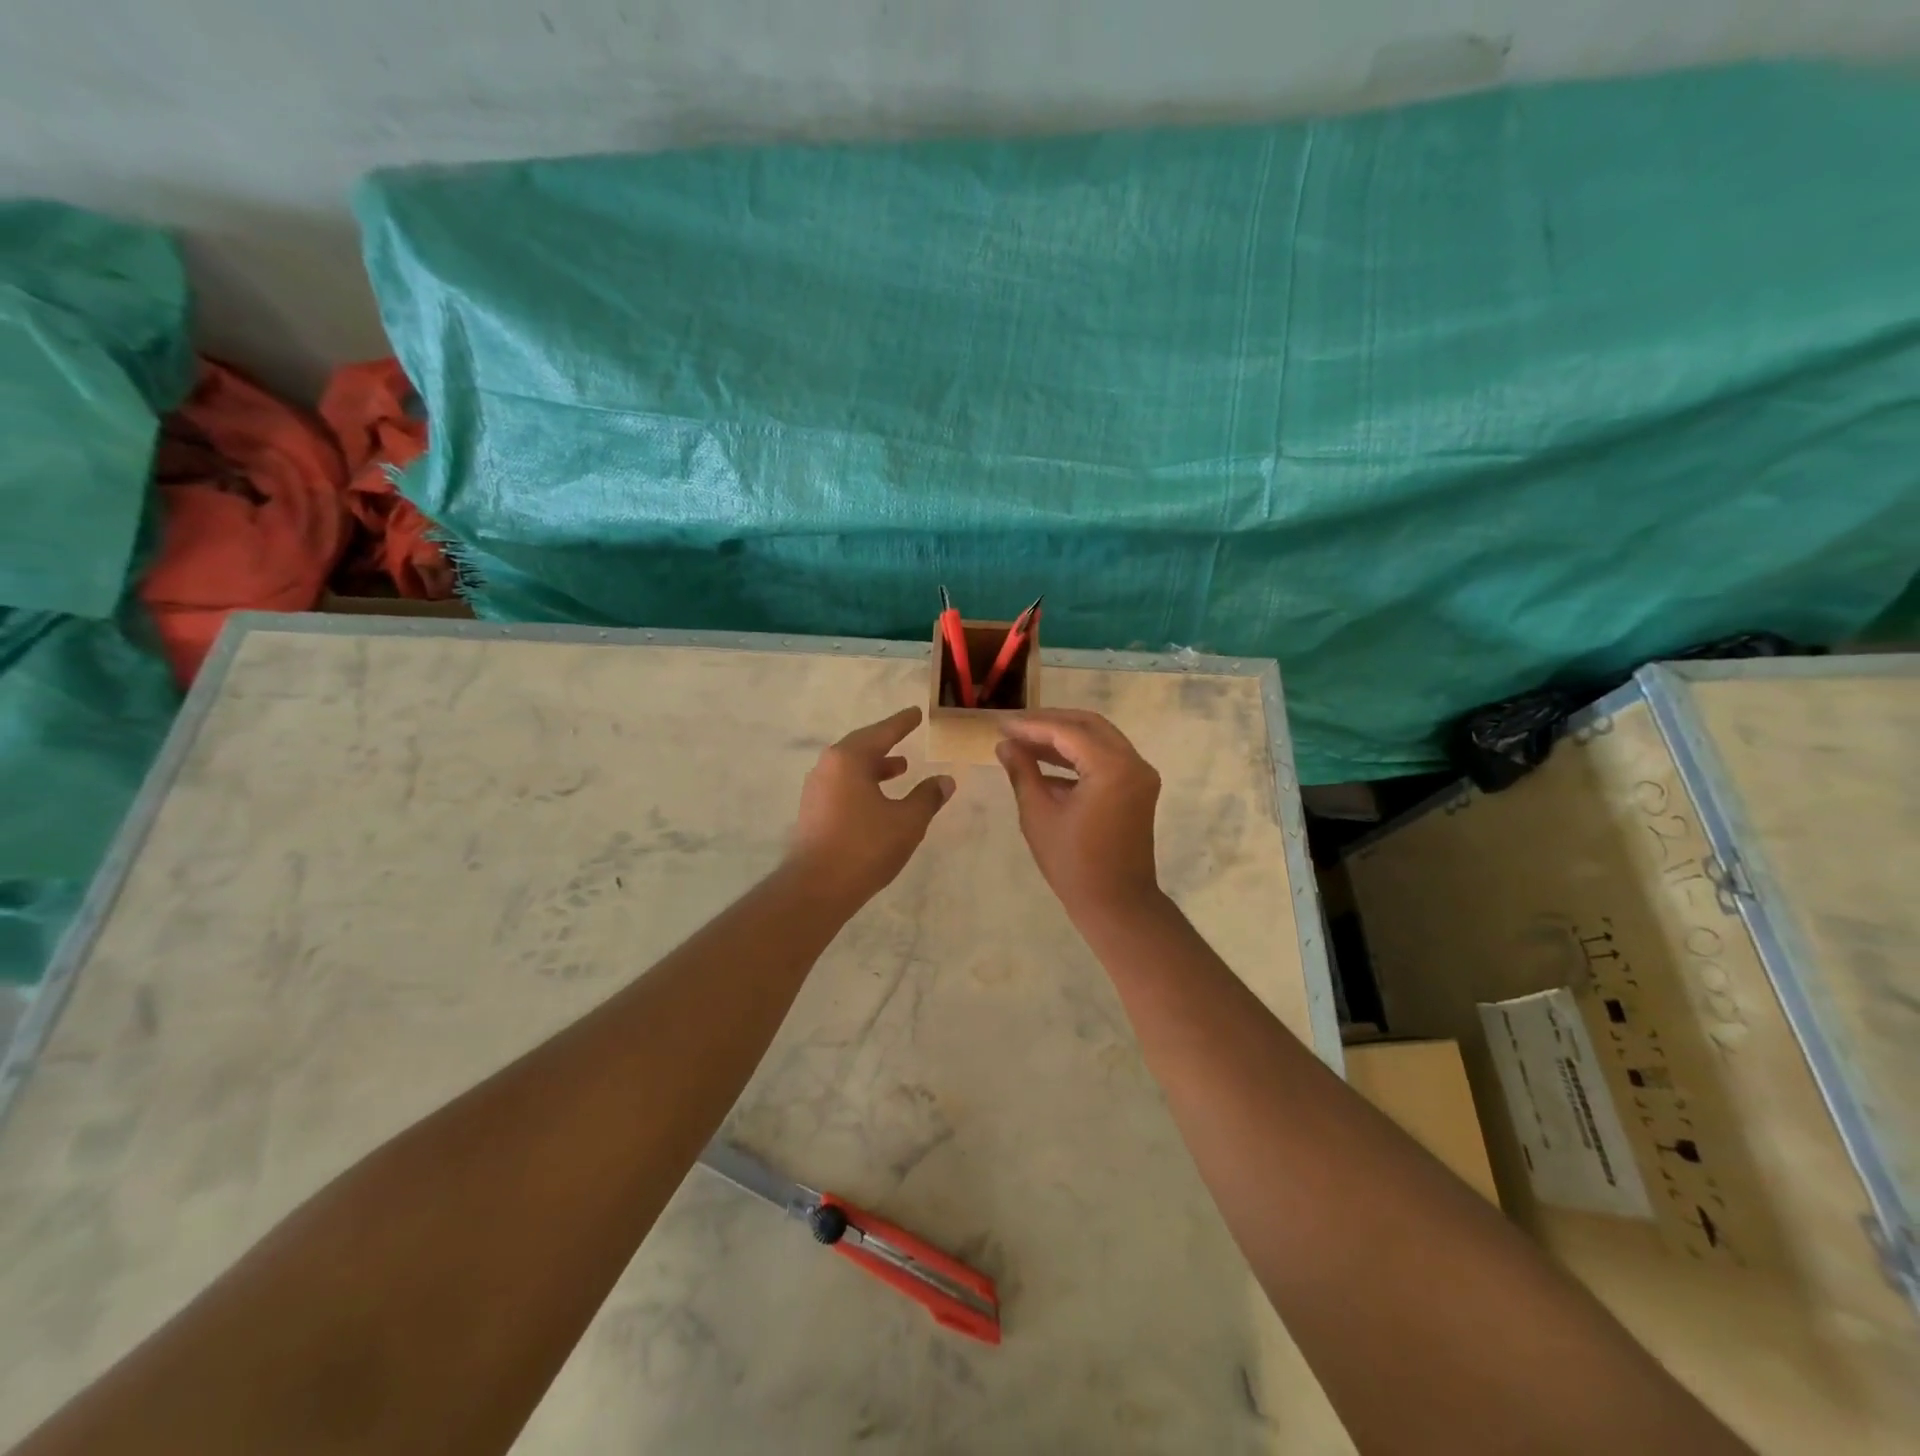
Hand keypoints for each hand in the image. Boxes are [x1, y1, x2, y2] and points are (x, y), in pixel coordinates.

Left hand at [788, 707, 954, 906]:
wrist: (817, 888)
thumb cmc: (865, 846)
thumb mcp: (907, 821)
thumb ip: (927, 797)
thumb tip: (945, 780)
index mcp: (848, 759)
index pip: (881, 733)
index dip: (902, 723)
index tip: (915, 713)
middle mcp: (827, 767)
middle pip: (861, 747)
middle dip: (886, 744)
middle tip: (906, 736)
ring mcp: (816, 790)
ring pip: (850, 769)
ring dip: (875, 766)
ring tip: (900, 769)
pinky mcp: (812, 812)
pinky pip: (842, 786)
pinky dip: (863, 784)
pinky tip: (878, 800)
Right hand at [995, 709, 1162, 924]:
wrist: (1117, 905)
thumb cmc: (1074, 864)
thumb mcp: (1039, 815)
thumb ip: (1023, 772)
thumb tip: (1005, 745)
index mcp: (1112, 768)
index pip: (1067, 732)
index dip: (1031, 725)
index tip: (1001, 724)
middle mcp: (1133, 763)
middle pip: (1088, 725)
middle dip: (1049, 722)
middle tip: (1014, 727)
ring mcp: (1140, 775)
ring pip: (1099, 739)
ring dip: (1063, 738)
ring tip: (1024, 742)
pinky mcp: (1137, 788)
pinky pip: (1106, 758)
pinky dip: (1077, 756)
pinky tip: (1045, 764)